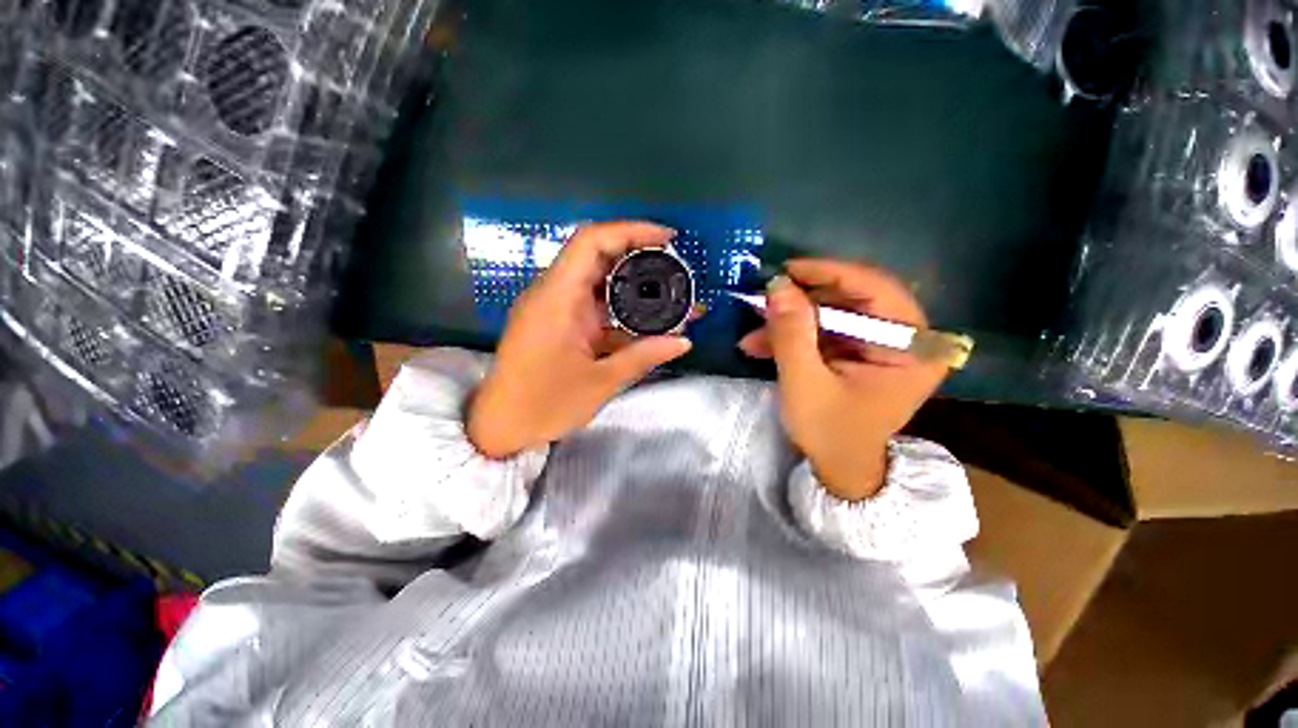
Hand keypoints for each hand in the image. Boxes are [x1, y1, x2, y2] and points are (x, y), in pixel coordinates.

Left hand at [468, 221, 692, 458]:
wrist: (501, 426)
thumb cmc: (544, 405)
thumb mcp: (600, 382)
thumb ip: (643, 357)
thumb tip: (684, 341)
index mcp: (557, 298)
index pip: (591, 241)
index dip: (631, 230)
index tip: (667, 238)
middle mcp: (553, 293)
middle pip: (598, 256)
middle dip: (639, 256)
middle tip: (675, 268)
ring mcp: (555, 308)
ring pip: (598, 282)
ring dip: (632, 284)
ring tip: (669, 293)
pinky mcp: (559, 323)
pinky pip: (593, 305)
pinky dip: (620, 309)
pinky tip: (645, 321)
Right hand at [739, 260, 948, 500]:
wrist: (839, 468)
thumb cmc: (830, 432)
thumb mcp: (804, 384)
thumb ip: (792, 334)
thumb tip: (777, 285)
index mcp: (912, 348)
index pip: (877, 289)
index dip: (830, 273)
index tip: (788, 270)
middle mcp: (906, 338)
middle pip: (853, 298)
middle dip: (803, 300)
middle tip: (764, 299)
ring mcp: (881, 344)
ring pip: (833, 313)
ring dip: (791, 320)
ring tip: (753, 333)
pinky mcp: (859, 350)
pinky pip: (825, 330)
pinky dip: (793, 335)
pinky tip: (760, 344)